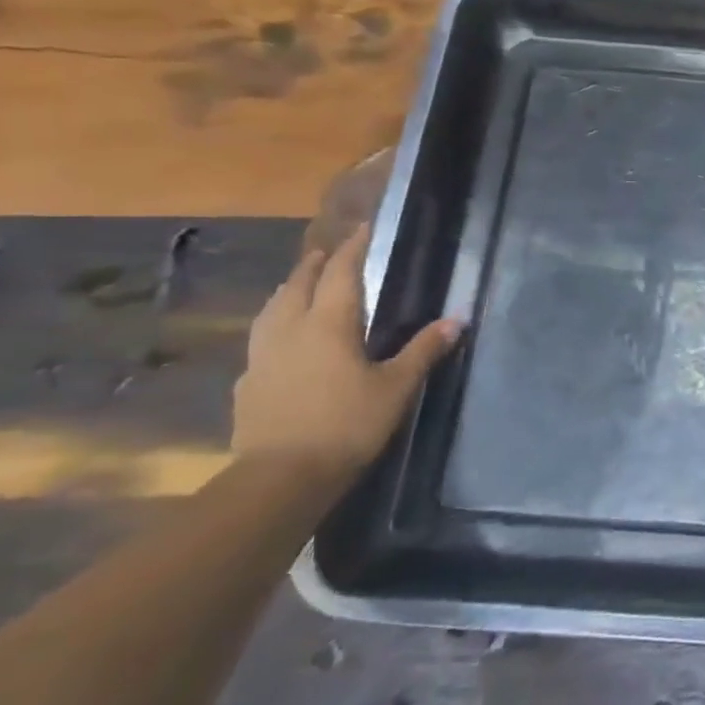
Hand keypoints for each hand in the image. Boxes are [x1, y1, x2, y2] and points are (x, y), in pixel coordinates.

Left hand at [232, 227, 460, 479]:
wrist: (282, 477)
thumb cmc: (348, 424)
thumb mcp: (396, 387)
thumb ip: (423, 350)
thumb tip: (456, 319)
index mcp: (329, 324)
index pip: (341, 274)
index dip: (353, 249)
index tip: (363, 228)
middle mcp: (290, 330)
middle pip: (299, 285)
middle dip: (316, 265)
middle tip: (330, 252)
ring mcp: (262, 356)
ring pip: (273, 309)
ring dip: (289, 290)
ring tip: (301, 285)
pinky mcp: (248, 383)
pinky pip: (262, 339)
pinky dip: (275, 325)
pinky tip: (282, 341)